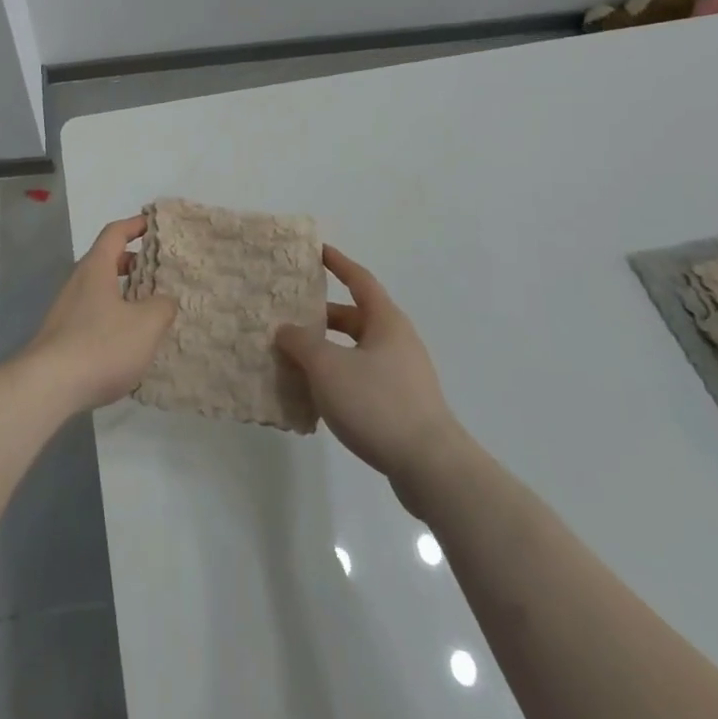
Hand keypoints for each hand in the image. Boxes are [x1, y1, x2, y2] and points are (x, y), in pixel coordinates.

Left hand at [24, 216, 176, 412]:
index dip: (134, 225)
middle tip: (158, 268)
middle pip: (106, 260)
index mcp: (96, 268)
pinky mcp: (62, 336)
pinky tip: (128, 338)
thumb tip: (165, 300)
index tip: (153, 223)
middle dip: (132, 261)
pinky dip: (113, 315)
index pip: (114, 233)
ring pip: (100, 289)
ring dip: (123, 291)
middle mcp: (78, 282)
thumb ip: (162, 306)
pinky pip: (93, 313)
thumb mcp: (146, 325)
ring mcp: (67, 309)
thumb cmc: (101, 345)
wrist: (48, 386)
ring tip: (149, 306)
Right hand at [276, 246, 462, 500]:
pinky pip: (364, 378)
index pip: (360, 279)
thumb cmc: (377, 403)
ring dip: (329, 350)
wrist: (431, 467)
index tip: (318, 251)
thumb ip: (302, 343)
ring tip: (296, 358)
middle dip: (323, 316)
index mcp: (386, 321)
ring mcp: (404, 375)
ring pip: (358, 351)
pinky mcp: (403, 406)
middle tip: (291, 315)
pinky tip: (318, 396)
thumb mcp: (328, 367)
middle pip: (357, 317)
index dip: (338, 263)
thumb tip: (286, 330)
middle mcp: (398, 341)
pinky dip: (340, 378)